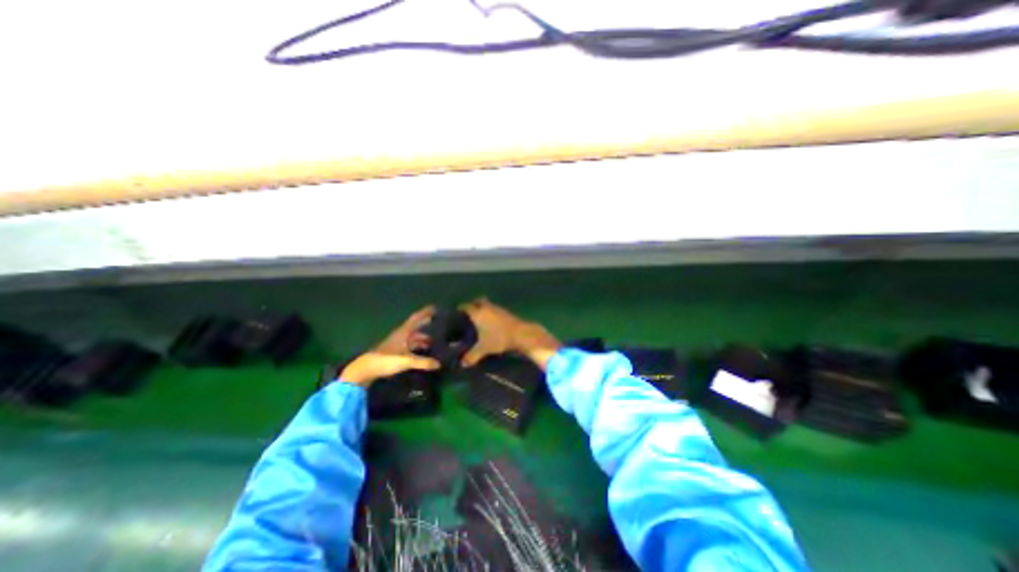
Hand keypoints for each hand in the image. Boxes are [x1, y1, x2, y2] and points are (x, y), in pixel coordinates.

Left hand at [340, 307, 439, 386]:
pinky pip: (410, 345)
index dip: (425, 313)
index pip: (416, 319)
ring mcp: (397, 343)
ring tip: (433, 341)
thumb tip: (439, 364)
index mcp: (403, 332)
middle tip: (437, 322)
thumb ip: (423, 362)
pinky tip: (423, 351)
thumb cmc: (385, 361)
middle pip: (415, 327)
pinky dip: (417, 346)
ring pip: (413, 337)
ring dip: (422, 337)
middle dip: (425, 324)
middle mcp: (401, 335)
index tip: (435, 308)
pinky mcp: (395, 351)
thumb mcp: (406, 361)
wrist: (365, 369)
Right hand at [458, 297, 559, 368]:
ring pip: (487, 304)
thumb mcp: (484, 348)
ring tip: (480, 319)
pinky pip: (495, 309)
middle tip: (469, 313)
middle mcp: (487, 307)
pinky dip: (491, 312)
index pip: (467, 306)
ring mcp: (498, 308)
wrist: (521, 334)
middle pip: (478, 301)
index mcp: (478, 313)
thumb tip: (462, 363)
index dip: (461, 308)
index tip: (457, 313)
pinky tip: (491, 322)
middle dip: (473, 304)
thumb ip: (472, 356)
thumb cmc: (499, 338)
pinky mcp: (506, 312)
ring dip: (483, 308)